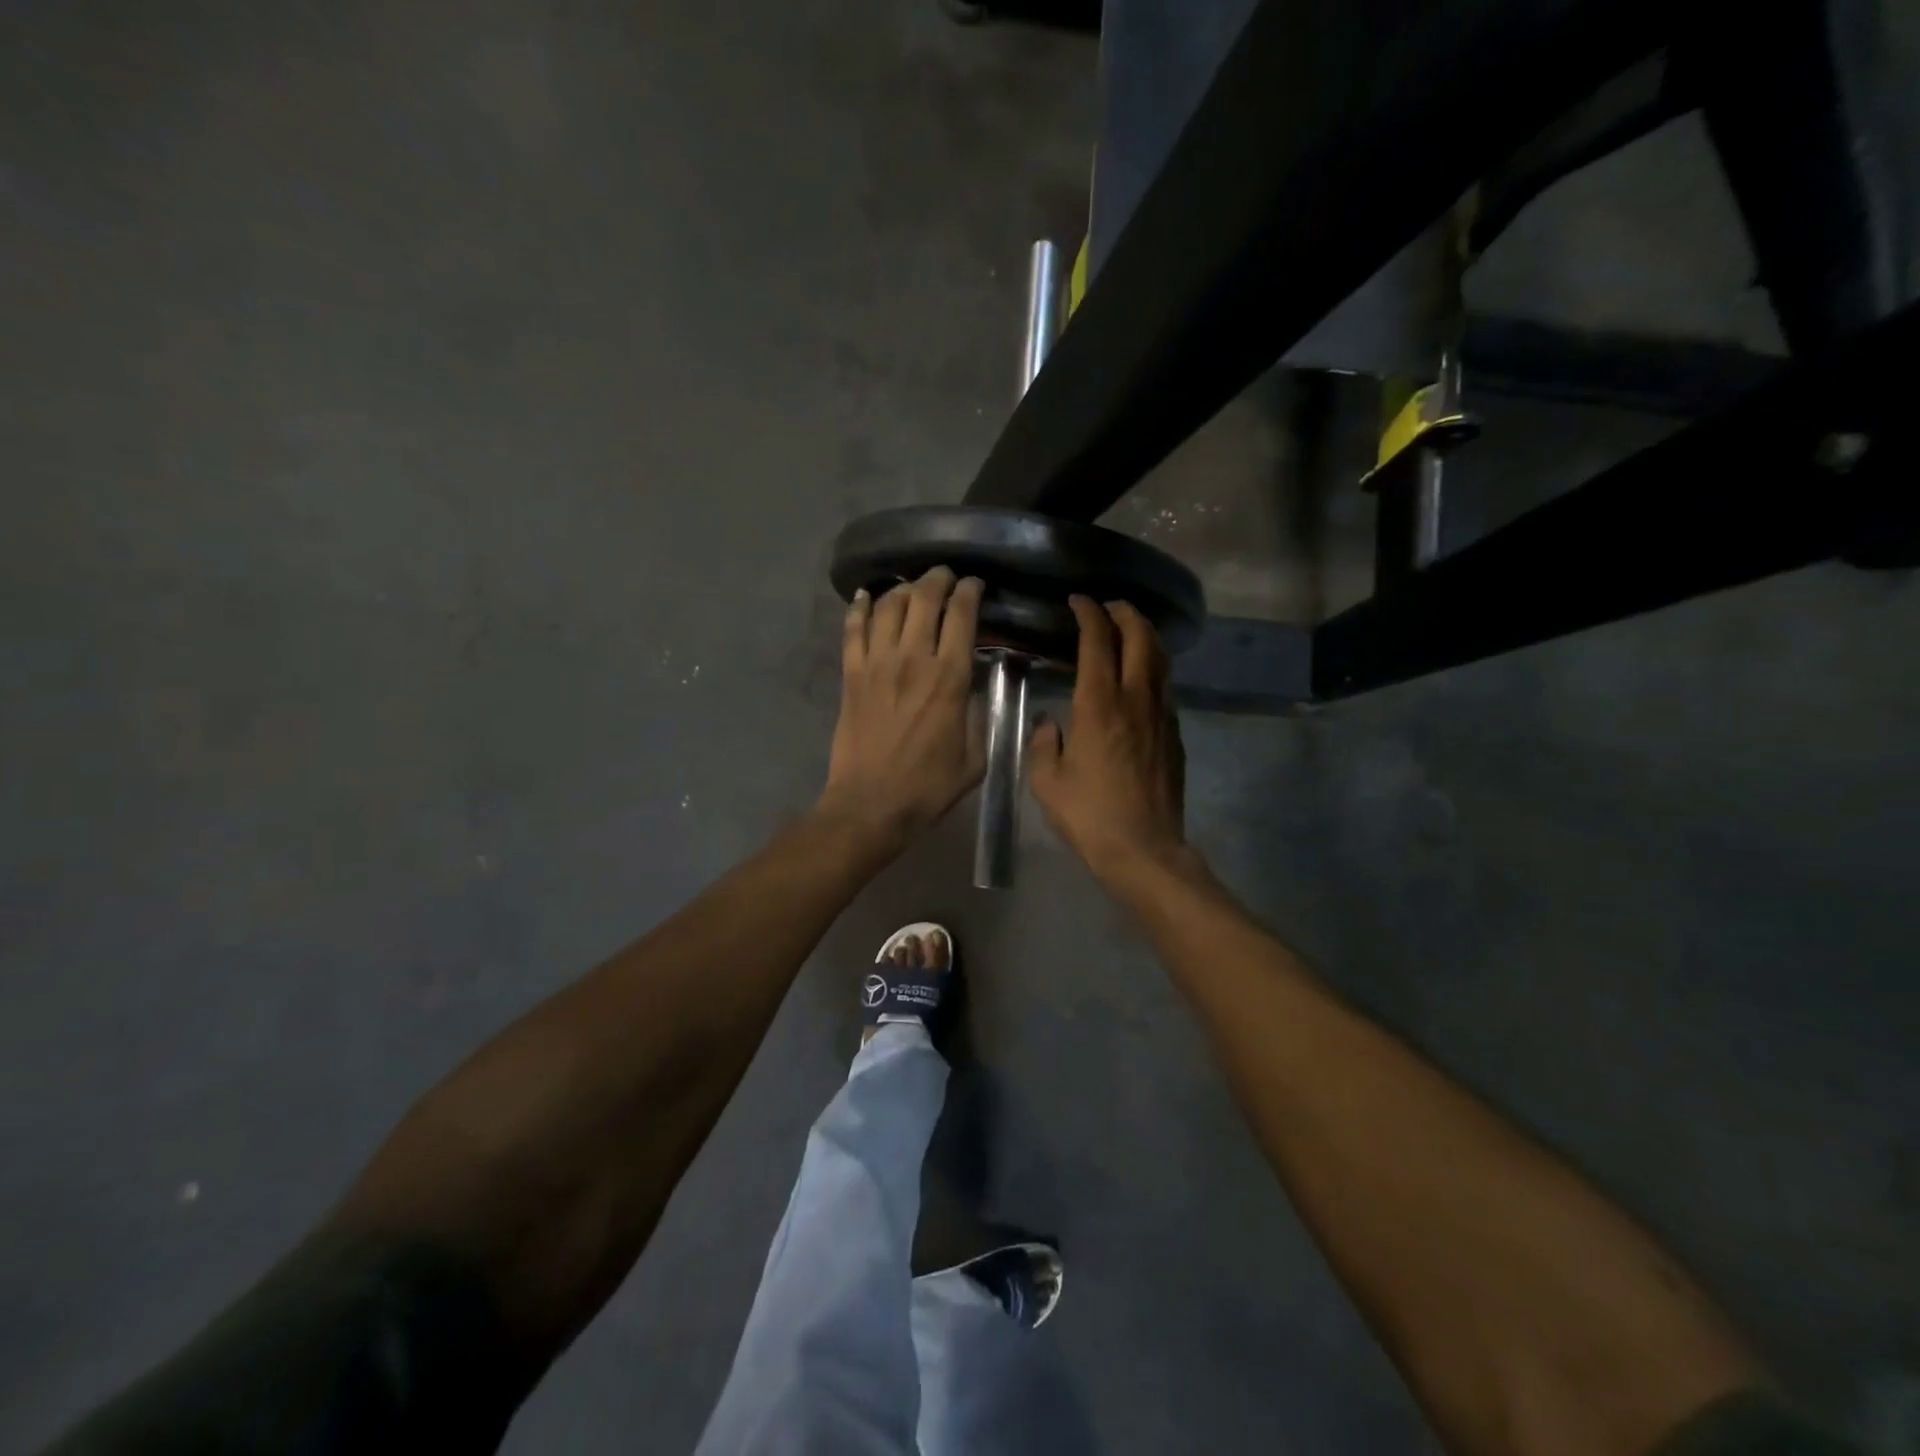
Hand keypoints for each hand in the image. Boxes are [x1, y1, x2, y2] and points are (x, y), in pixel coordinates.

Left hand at [819, 567, 984, 844]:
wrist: (870, 805)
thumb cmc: (928, 787)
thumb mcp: (974, 758)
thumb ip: (978, 716)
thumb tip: (973, 688)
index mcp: (949, 678)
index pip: (962, 615)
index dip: (970, 591)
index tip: (975, 585)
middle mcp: (912, 659)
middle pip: (924, 598)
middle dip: (938, 579)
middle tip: (945, 577)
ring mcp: (876, 664)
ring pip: (888, 606)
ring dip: (903, 588)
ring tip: (912, 587)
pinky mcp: (851, 675)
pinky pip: (853, 629)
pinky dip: (859, 608)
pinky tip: (866, 596)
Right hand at [1028, 596, 1190, 882]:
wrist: (1144, 849)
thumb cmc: (1089, 815)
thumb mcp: (1047, 781)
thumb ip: (1044, 743)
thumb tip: (1051, 724)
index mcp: (1099, 704)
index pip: (1098, 641)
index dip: (1089, 614)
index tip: (1079, 602)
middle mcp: (1135, 699)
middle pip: (1140, 638)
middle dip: (1125, 613)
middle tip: (1109, 606)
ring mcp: (1161, 715)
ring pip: (1160, 659)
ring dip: (1145, 635)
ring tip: (1130, 629)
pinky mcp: (1174, 735)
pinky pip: (1165, 687)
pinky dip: (1153, 668)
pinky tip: (1141, 678)